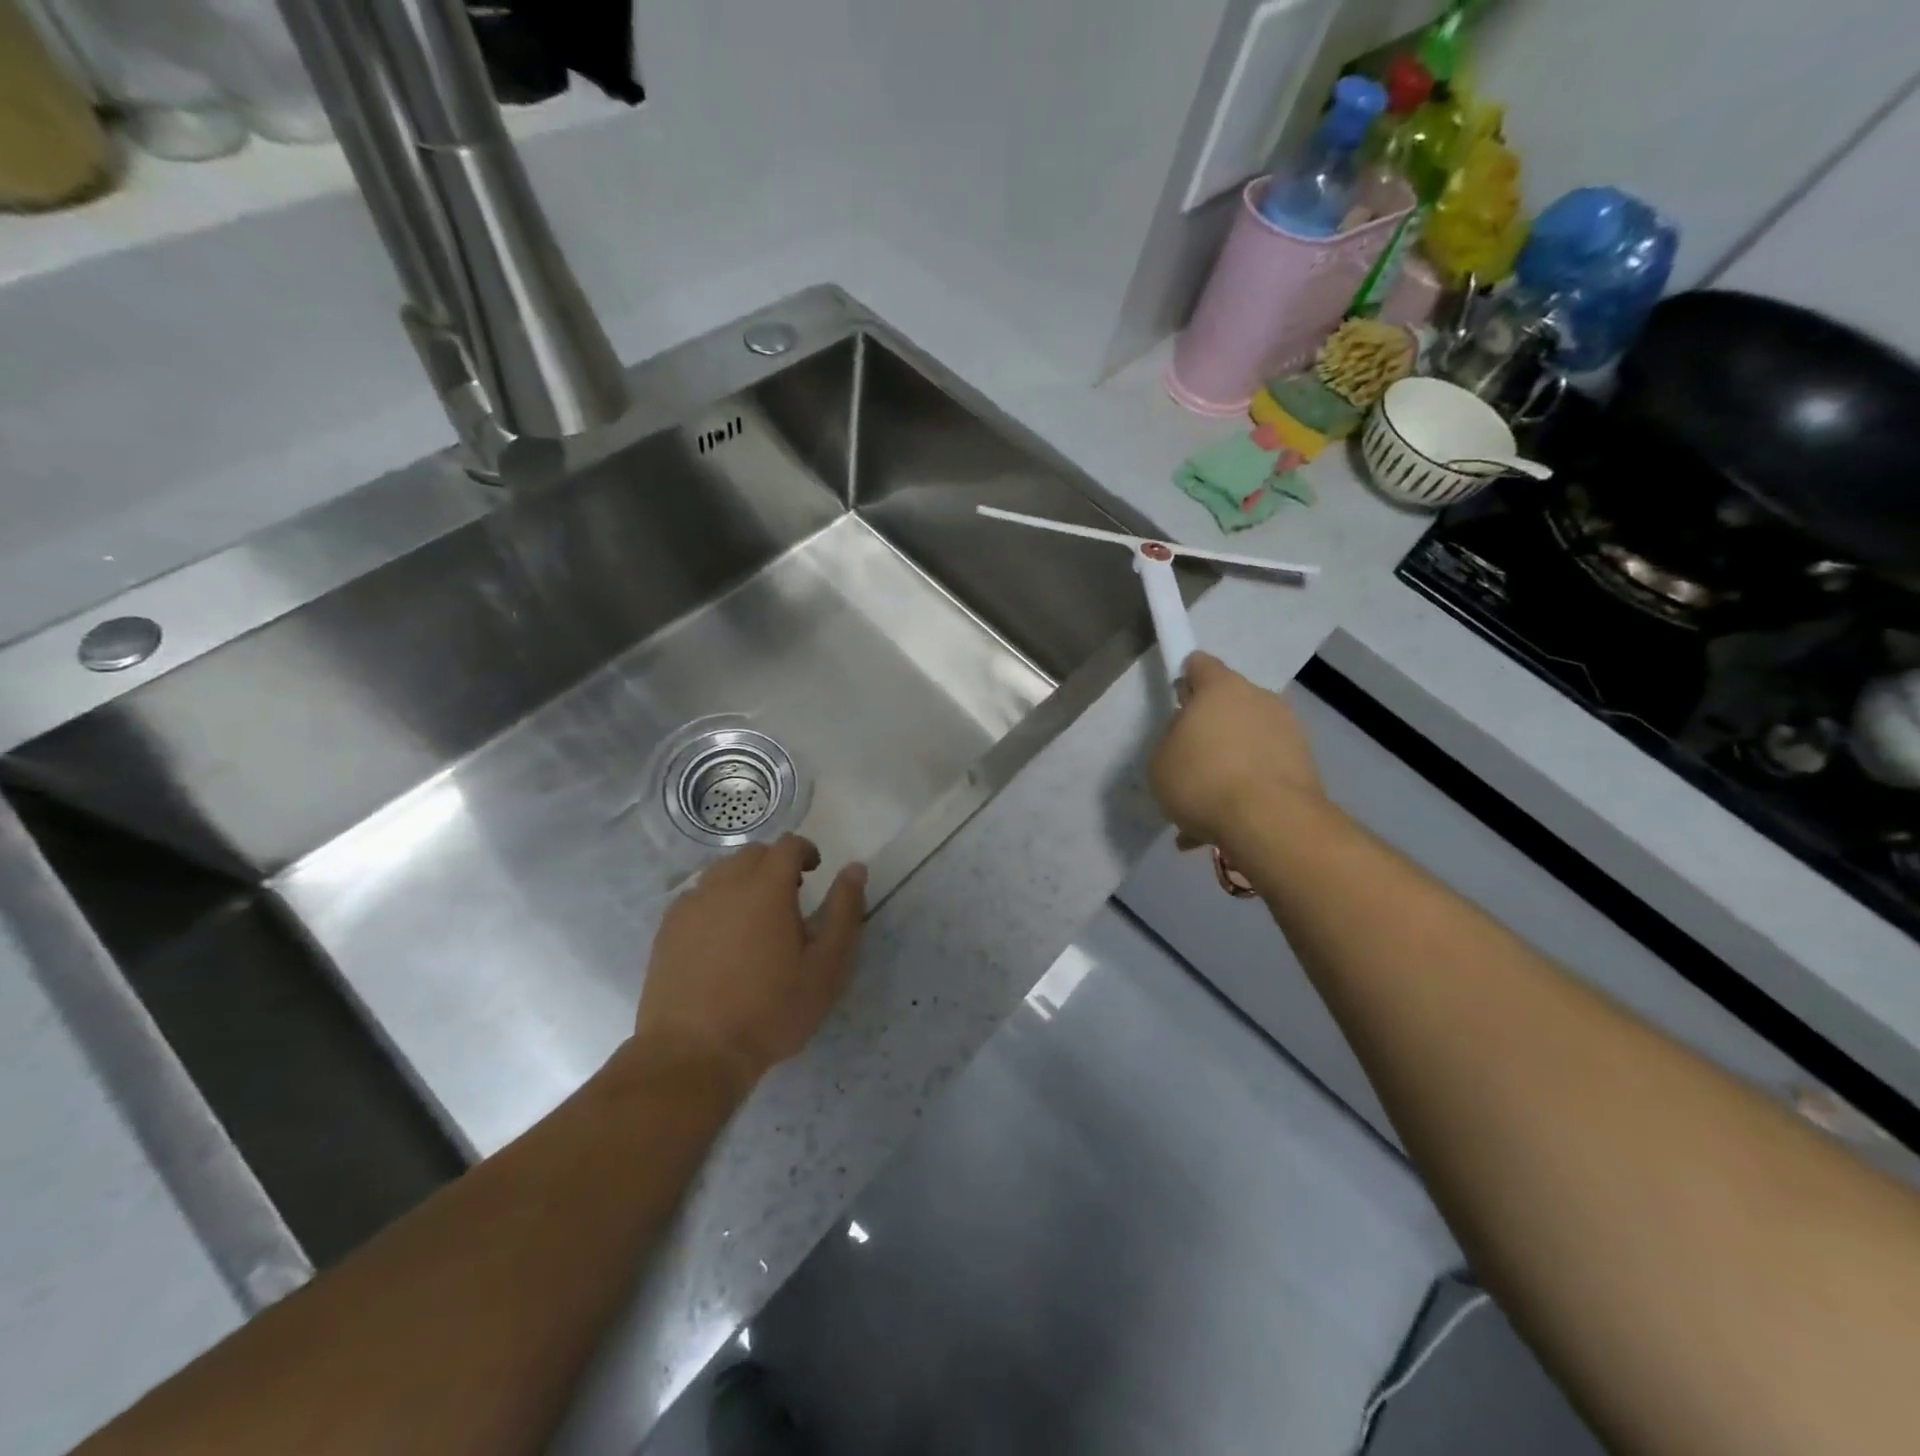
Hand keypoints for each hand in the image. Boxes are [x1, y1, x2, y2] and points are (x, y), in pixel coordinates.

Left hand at [633, 836, 866, 1101]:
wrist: (695, 1053)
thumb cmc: (771, 1010)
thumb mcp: (826, 966)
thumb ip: (844, 911)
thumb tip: (855, 868)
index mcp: (766, 887)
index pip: (788, 845)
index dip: (806, 851)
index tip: (815, 871)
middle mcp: (725, 884)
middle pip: (753, 853)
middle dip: (775, 864)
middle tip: (791, 896)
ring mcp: (691, 905)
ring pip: (721, 872)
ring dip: (744, 880)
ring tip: (756, 916)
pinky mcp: (667, 929)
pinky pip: (697, 896)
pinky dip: (716, 901)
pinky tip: (722, 936)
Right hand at [1149, 652, 1325, 853]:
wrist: (1270, 822)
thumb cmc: (1202, 780)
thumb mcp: (1160, 761)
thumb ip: (1173, 739)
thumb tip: (1190, 737)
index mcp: (1220, 688)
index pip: (1200, 664)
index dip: (1186, 678)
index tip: (1178, 701)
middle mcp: (1260, 698)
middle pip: (1229, 703)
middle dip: (1212, 726)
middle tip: (1192, 759)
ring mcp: (1289, 730)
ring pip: (1250, 739)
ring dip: (1231, 761)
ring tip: (1209, 802)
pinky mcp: (1306, 763)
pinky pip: (1266, 768)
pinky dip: (1248, 787)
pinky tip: (1227, 820)